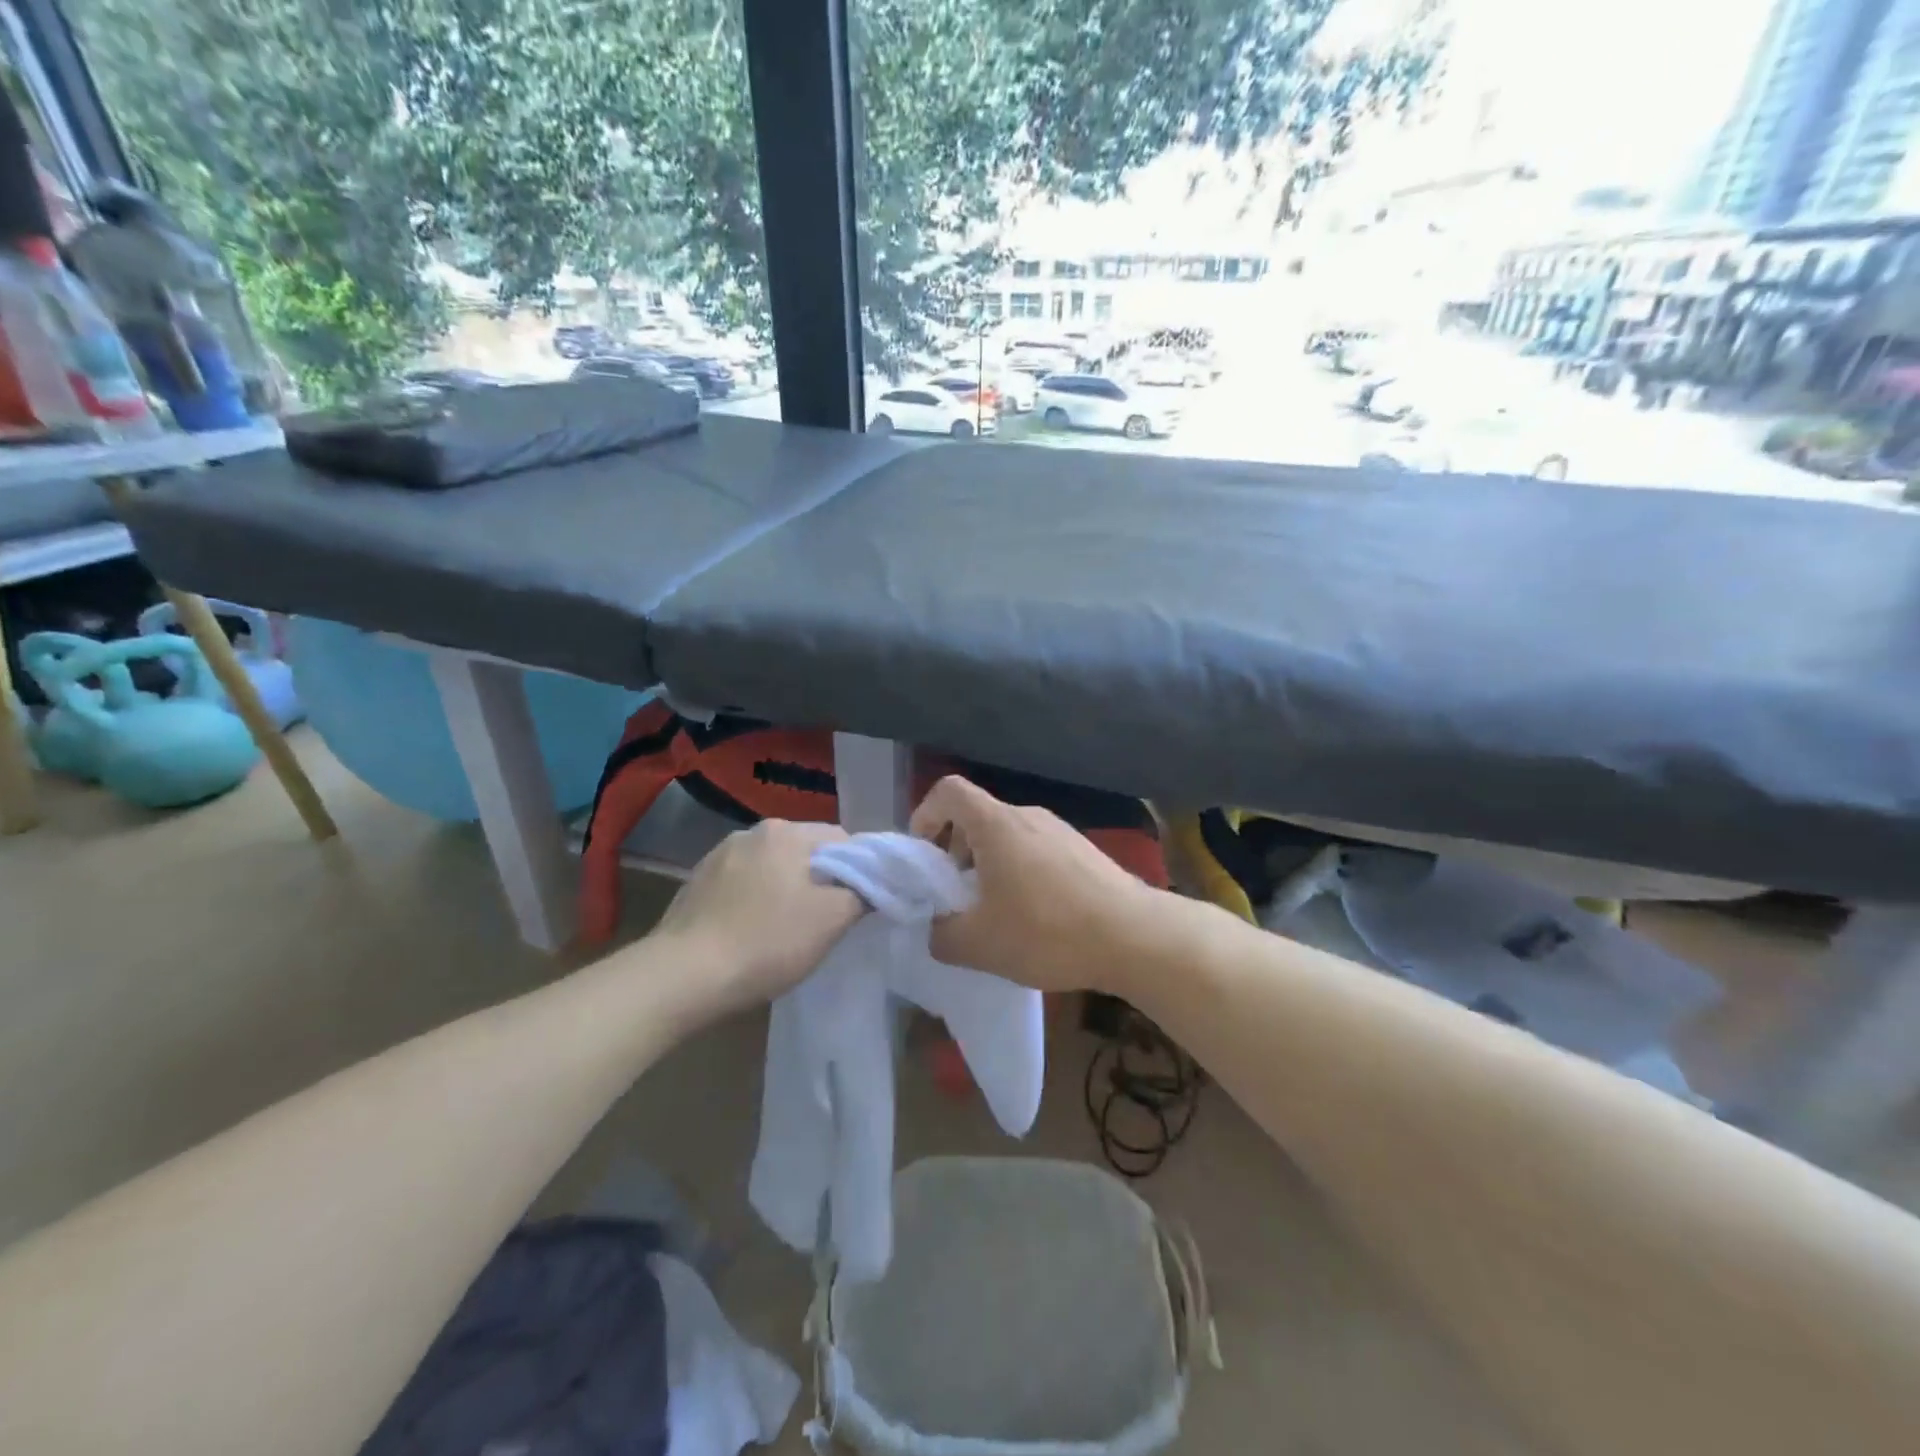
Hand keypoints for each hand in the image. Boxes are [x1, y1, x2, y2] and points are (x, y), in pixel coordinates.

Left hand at [649, 819, 865, 1019]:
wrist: (682, 977)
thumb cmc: (766, 942)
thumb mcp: (831, 921)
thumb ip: (862, 894)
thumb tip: (871, 884)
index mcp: (785, 832)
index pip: (841, 839)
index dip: (859, 870)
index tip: (860, 903)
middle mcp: (750, 832)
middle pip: (805, 852)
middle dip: (820, 880)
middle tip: (825, 921)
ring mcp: (717, 856)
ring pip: (771, 868)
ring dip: (785, 890)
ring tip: (785, 931)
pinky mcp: (695, 883)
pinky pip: (742, 885)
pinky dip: (754, 902)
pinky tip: (750, 934)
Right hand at [909, 775, 1164, 992]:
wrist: (1135, 936)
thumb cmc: (1047, 931)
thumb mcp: (978, 944)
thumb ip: (941, 934)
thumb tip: (936, 928)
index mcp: (996, 824)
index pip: (948, 790)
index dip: (925, 815)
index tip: (924, 856)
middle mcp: (1028, 816)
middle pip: (978, 817)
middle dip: (956, 851)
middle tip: (956, 895)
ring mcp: (1061, 831)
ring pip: (1009, 836)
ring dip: (990, 865)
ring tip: (995, 912)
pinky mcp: (1085, 851)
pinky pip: (1038, 851)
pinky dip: (1021, 873)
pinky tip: (1035, 917)